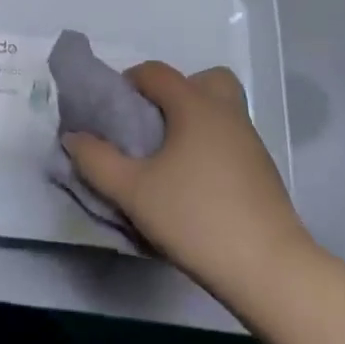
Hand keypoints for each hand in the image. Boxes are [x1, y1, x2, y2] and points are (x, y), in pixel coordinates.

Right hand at [63, 62, 313, 300]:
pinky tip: (193, 185)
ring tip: (167, 159)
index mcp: (195, 106)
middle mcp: (227, 113)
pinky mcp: (263, 173)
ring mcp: (251, 143)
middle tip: (152, 125)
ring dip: (192, 121)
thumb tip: (74, 137)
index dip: (128, 82)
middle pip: (203, 80)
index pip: (156, 72)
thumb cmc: (196, 218)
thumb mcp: (132, 191)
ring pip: (220, 111)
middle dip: (174, 93)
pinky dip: (209, 147)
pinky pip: (230, 140)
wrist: (270, 271)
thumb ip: (96, 160)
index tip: (111, 111)